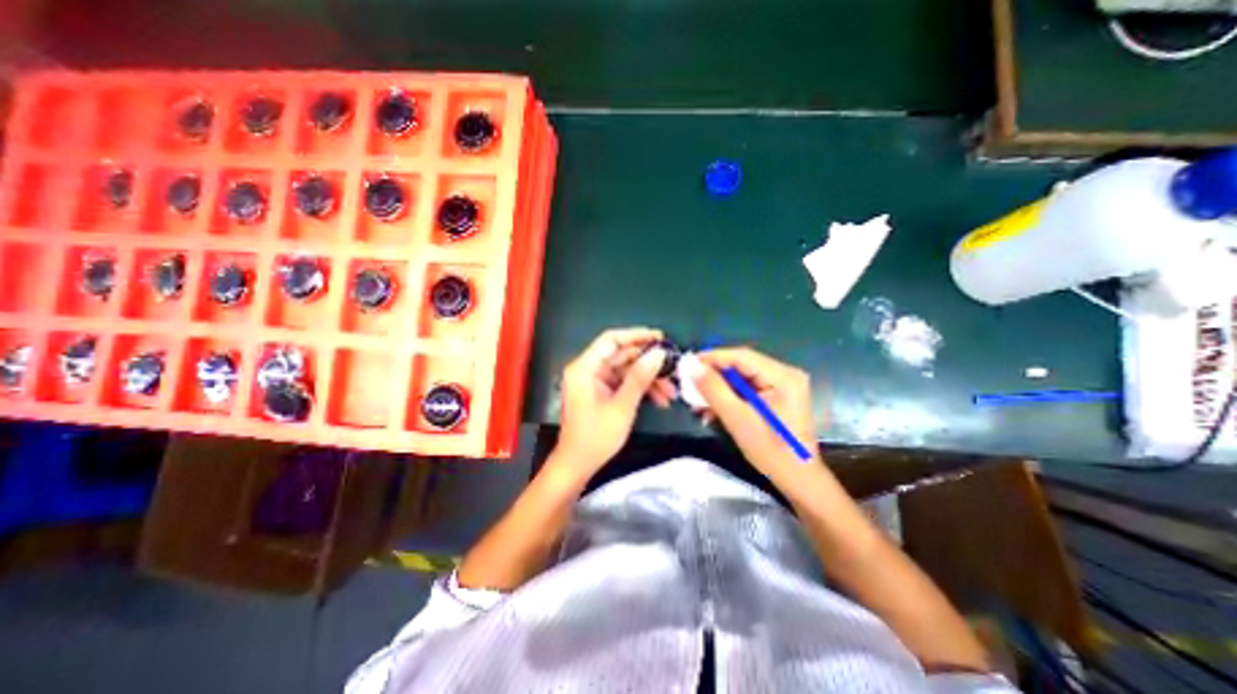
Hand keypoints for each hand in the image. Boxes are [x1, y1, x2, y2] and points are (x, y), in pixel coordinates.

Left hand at [558, 324, 675, 476]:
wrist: (577, 465)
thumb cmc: (595, 437)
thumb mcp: (622, 406)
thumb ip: (639, 378)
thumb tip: (659, 353)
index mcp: (585, 368)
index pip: (611, 340)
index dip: (636, 335)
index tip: (661, 338)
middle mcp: (588, 369)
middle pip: (622, 355)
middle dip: (648, 363)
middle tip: (673, 368)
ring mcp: (595, 381)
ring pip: (627, 370)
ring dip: (649, 379)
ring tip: (671, 392)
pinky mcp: (602, 391)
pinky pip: (624, 382)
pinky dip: (641, 389)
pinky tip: (660, 400)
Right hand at [695, 347, 818, 477]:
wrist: (797, 479)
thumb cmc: (770, 451)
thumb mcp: (737, 419)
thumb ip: (713, 390)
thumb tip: (692, 367)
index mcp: (783, 377)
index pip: (741, 356)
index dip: (713, 357)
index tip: (688, 364)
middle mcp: (786, 374)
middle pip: (741, 365)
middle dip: (714, 375)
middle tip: (690, 382)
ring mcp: (783, 384)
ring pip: (741, 376)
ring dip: (719, 387)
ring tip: (698, 398)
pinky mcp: (778, 394)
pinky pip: (748, 387)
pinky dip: (730, 395)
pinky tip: (714, 407)